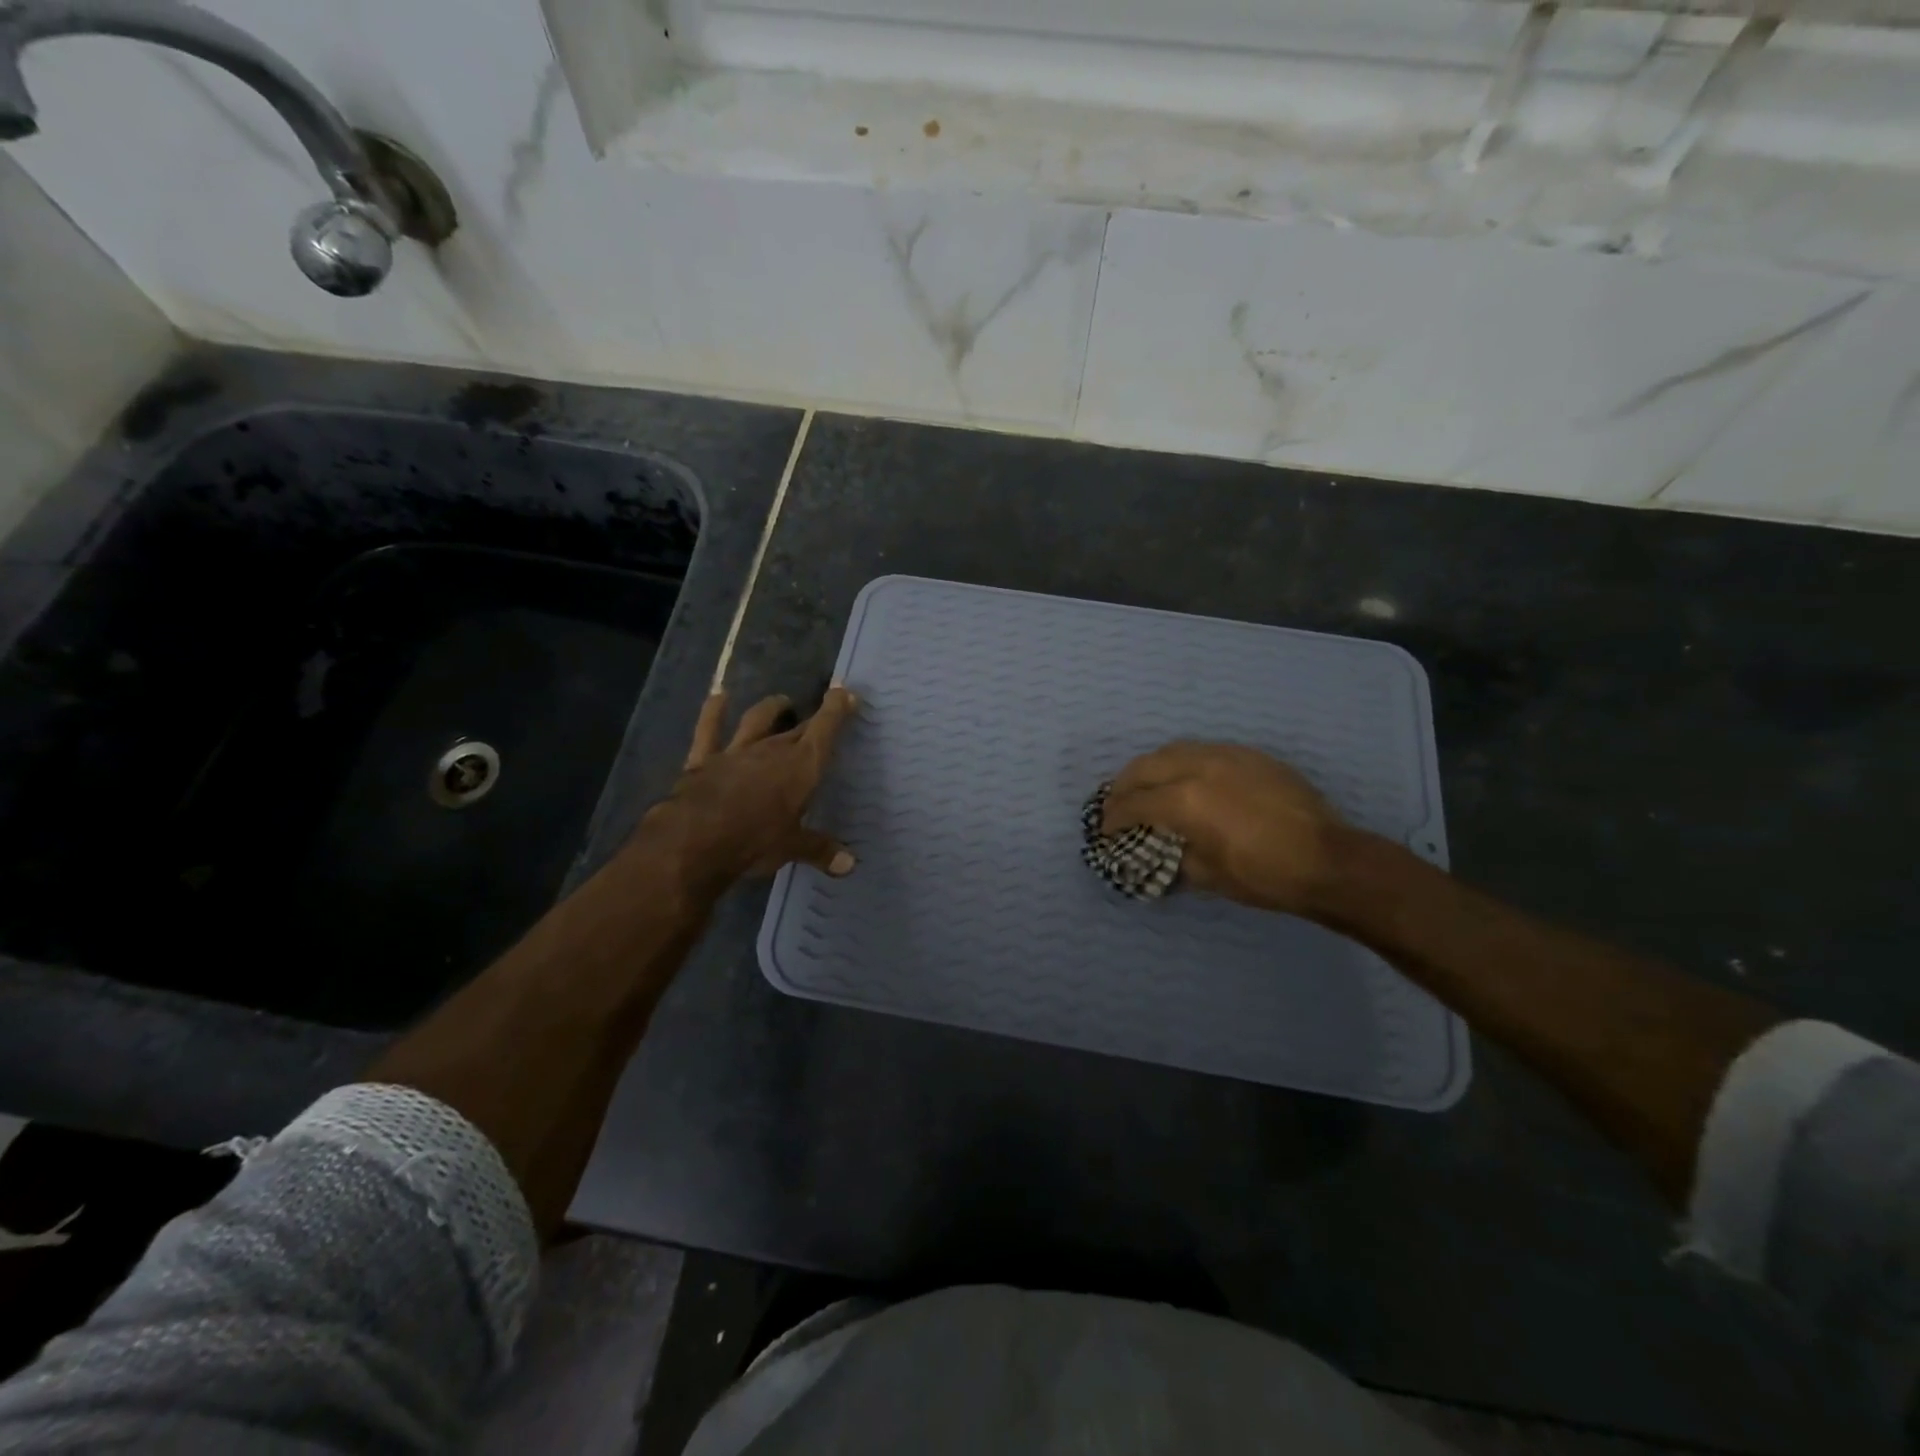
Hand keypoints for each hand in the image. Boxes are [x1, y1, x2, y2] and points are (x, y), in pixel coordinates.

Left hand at [641, 687, 857, 891]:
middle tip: (822, 714)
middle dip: (812, 718)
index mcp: (801, 767)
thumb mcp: (793, 848)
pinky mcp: (704, 759)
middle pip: (797, 728)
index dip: (836, 709)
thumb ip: (820, 850)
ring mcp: (736, 751)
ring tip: (781, 701)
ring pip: (758, 720)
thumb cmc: (755, 842)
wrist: (695, 841)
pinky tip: (718, 696)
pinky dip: (713, 712)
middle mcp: (772, 750)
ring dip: (771, 708)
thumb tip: (850, 865)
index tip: (845, 693)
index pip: (825, 730)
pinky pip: (709, 729)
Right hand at [1101, 742, 1346, 914]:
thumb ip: (1174, 855)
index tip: (1105, 830)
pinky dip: (1182, 762)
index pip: (1133, 803)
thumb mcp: (1208, 875)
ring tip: (1147, 786)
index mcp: (1185, 801)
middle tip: (1116, 804)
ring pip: (1173, 750)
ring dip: (1151, 768)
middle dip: (1123, 786)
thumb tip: (1160, 849)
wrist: (1328, 860)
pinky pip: (1203, 750)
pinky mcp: (1249, 755)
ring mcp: (1226, 755)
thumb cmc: (1264, 876)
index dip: (1113, 818)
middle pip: (1145, 766)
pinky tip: (1187, 779)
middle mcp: (1199, 767)